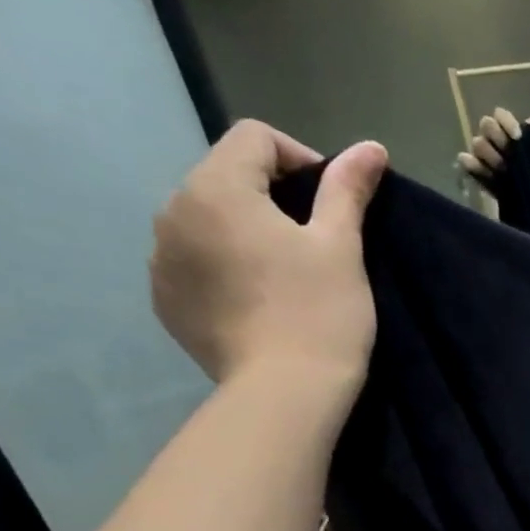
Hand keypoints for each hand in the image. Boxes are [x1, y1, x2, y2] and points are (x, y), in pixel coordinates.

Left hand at [151, 120, 387, 390]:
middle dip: (271, 195)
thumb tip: (371, 147)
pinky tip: (257, 299)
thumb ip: (347, 189)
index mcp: (217, 188)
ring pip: (207, 220)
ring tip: (285, 272)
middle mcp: (172, 210)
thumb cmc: (321, 312)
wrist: (286, 392)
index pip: (254, 138)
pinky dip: (223, 265)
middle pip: (225, 176)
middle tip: (316, 240)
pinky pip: (193, 261)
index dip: (301, 158)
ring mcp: (159, 258)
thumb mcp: (341, 247)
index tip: (334, 202)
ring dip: (244, 229)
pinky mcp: (164, 298)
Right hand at [458, 108, 529, 186]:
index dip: (507, 122)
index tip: (518, 137)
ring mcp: (483, 155)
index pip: (500, 115)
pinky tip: (481, 170)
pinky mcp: (476, 172)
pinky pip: (466, 162)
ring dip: (489, 154)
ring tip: (503, 170)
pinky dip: (471, 165)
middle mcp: (493, 139)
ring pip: (478, 143)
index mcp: (509, 130)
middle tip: (510, 154)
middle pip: (486, 125)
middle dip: (497, 137)